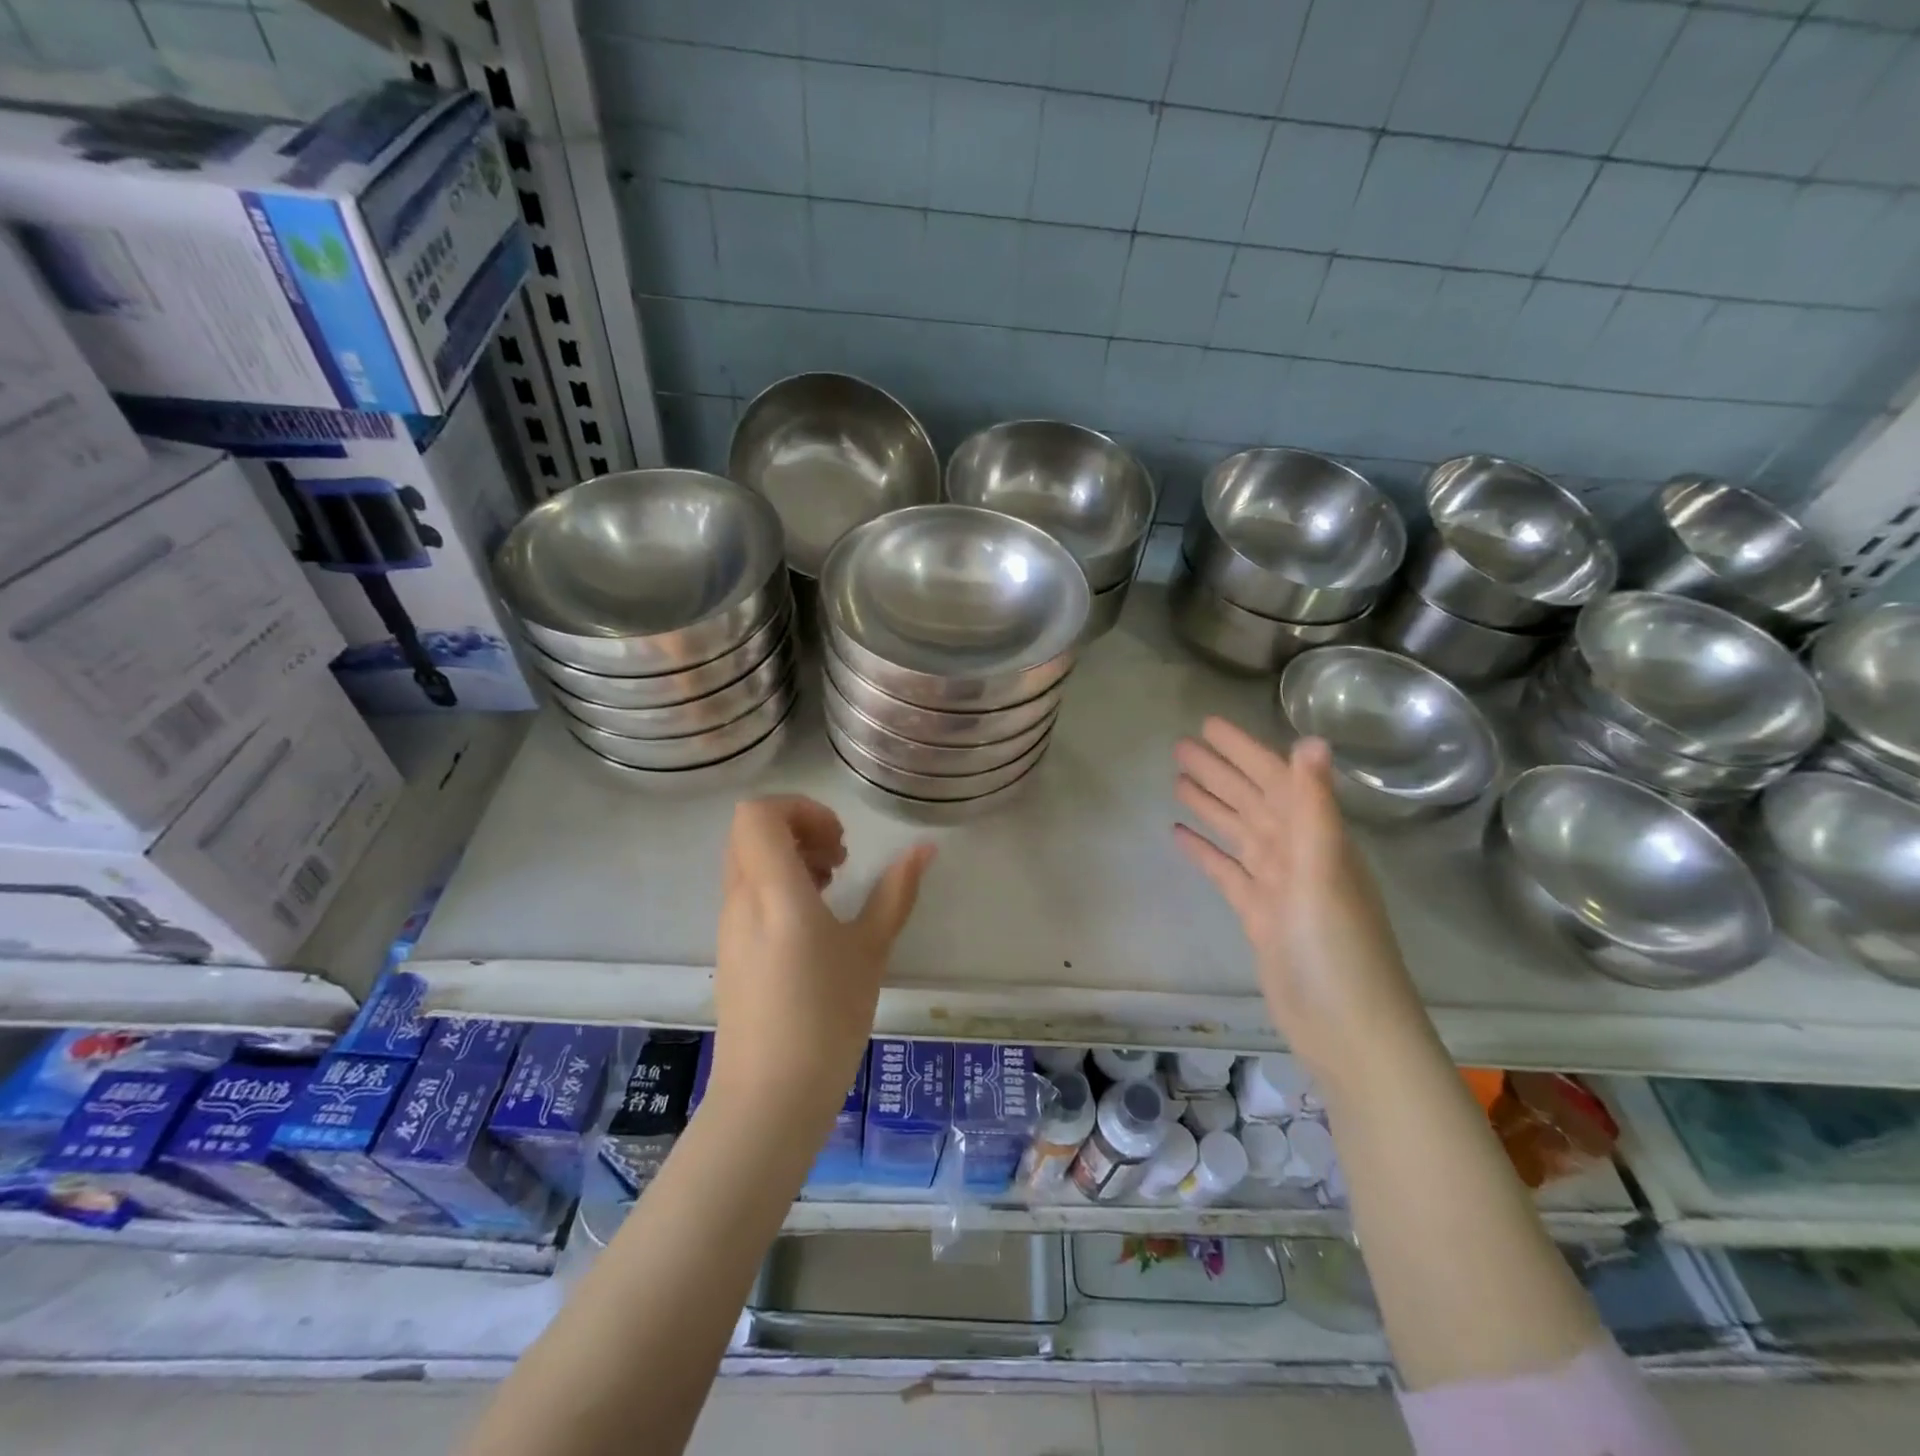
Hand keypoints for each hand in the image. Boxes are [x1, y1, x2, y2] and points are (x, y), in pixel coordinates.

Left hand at [708, 796, 933, 1130]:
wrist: (770, 1097)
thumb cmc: (827, 1017)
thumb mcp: (871, 949)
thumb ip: (896, 892)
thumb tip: (924, 848)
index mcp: (773, 891)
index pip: (757, 814)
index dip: (800, 809)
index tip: (838, 840)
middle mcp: (741, 899)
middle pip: (750, 831)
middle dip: (798, 828)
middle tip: (839, 859)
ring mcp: (729, 926)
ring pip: (747, 861)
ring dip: (790, 858)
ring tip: (831, 889)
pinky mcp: (730, 950)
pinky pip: (747, 893)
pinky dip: (779, 887)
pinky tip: (813, 924)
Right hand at [1173, 718, 1421, 1077]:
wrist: (1348, 1031)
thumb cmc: (1337, 950)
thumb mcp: (1323, 872)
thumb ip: (1314, 807)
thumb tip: (1311, 740)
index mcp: (1317, 838)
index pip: (1276, 779)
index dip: (1243, 750)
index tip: (1208, 725)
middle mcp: (1299, 854)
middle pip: (1253, 801)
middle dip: (1220, 772)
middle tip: (1180, 746)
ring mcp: (1278, 886)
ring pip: (1239, 833)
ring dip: (1211, 805)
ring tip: (1177, 780)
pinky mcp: (1260, 916)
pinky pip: (1228, 872)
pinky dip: (1206, 852)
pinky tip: (1179, 836)